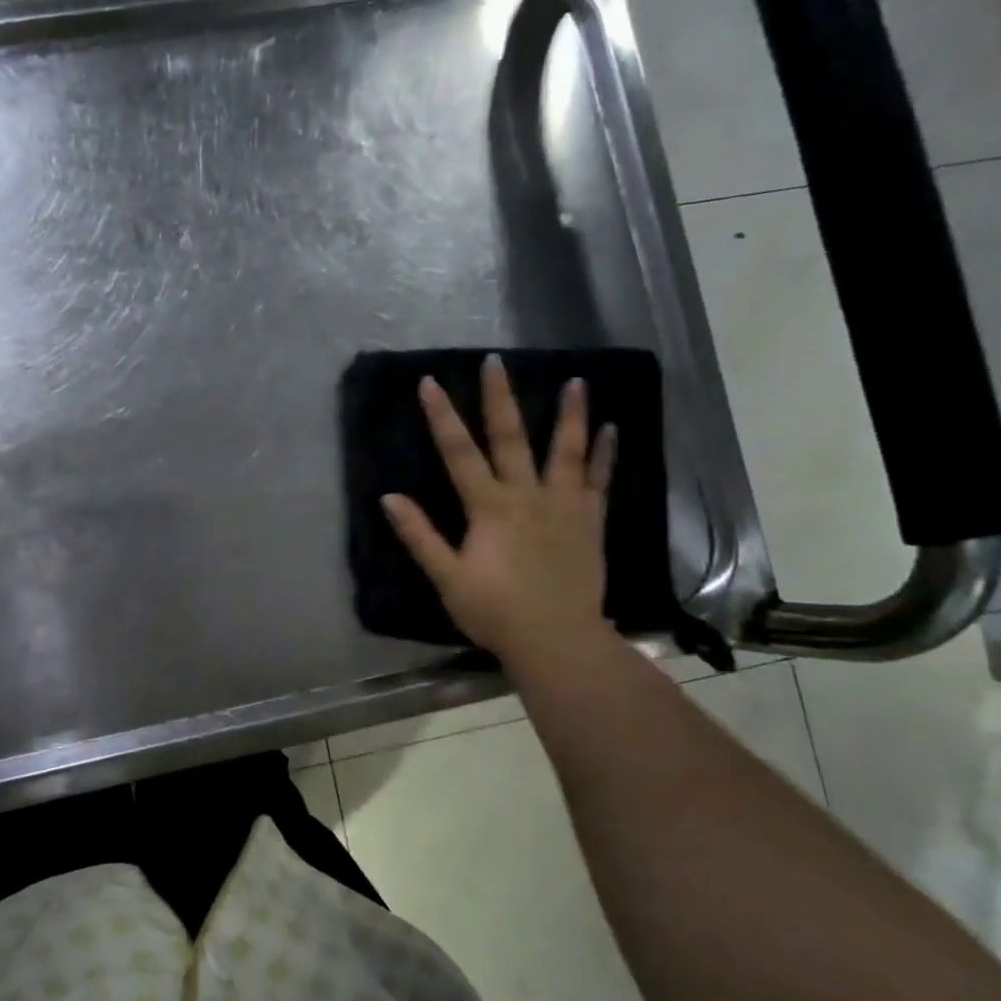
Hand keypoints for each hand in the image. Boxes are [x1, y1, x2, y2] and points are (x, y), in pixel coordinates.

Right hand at [382, 356, 616, 666]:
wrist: (556, 639)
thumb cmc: (494, 611)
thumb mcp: (447, 577)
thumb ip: (420, 535)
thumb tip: (389, 498)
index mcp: (489, 507)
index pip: (459, 452)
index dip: (442, 416)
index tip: (431, 382)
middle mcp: (527, 495)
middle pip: (511, 438)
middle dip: (500, 398)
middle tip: (497, 361)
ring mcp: (563, 506)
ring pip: (566, 451)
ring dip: (569, 415)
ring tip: (576, 382)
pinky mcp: (589, 522)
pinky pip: (598, 481)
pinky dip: (604, 454)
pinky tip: (611, 430)